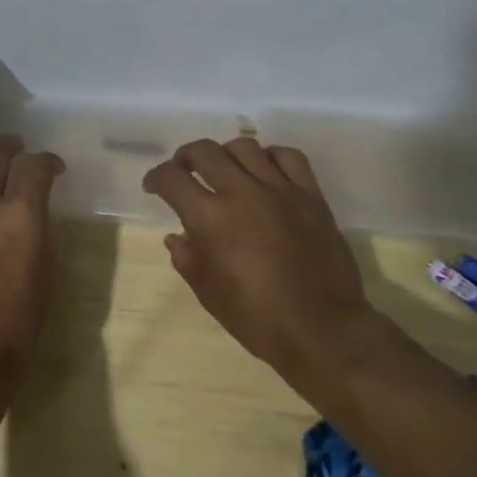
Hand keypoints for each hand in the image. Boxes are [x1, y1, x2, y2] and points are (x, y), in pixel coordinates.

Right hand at [142, 138, 372, 380]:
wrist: (322, 330)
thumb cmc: (258, 319)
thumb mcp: (209, 294)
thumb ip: (187, 258)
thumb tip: (177, 236)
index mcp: (210, 218)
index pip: (172, 178)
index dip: (156, 177)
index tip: (153, 186)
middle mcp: (242, 192)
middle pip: (205, 151)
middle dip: (185, 157)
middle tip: (183, 171)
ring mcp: (280, 189)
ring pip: (244, 146)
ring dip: (225, 154)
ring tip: (224, 170)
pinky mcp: (311, 194)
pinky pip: (288, 156)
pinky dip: (269, 156)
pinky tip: (264, 171)